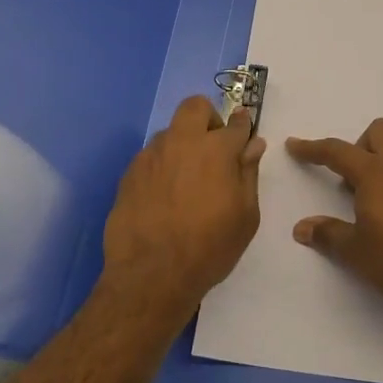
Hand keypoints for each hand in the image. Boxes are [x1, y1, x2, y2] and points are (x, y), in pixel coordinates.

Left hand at [101, 95, 264, 327]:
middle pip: (195, 107)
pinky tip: (164, 196)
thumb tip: (253, 144)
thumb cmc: (209, 247)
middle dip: (208, 118)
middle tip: (213, 148)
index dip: (242, 125)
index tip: (244, 132)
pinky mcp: (129, 174)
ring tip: (186, 180)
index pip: (235, 123)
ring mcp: (151, 156)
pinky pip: (151, 157)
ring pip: (170, 133)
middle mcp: (182, 143)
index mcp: (216, 150)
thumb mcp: (245, 216)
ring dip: (182, 145)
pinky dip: (162, 166)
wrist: (151, 275)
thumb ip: (248, 173)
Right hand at [286, 118, 382, 309]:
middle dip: (361, 145)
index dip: (313, 148)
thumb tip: (302, 228)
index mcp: (374, 174)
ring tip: (380, 186)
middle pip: (379, 130)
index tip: (295, 146)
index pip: (337, 151)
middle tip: (353, 180)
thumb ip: (327, 234)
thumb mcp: (355, 252)